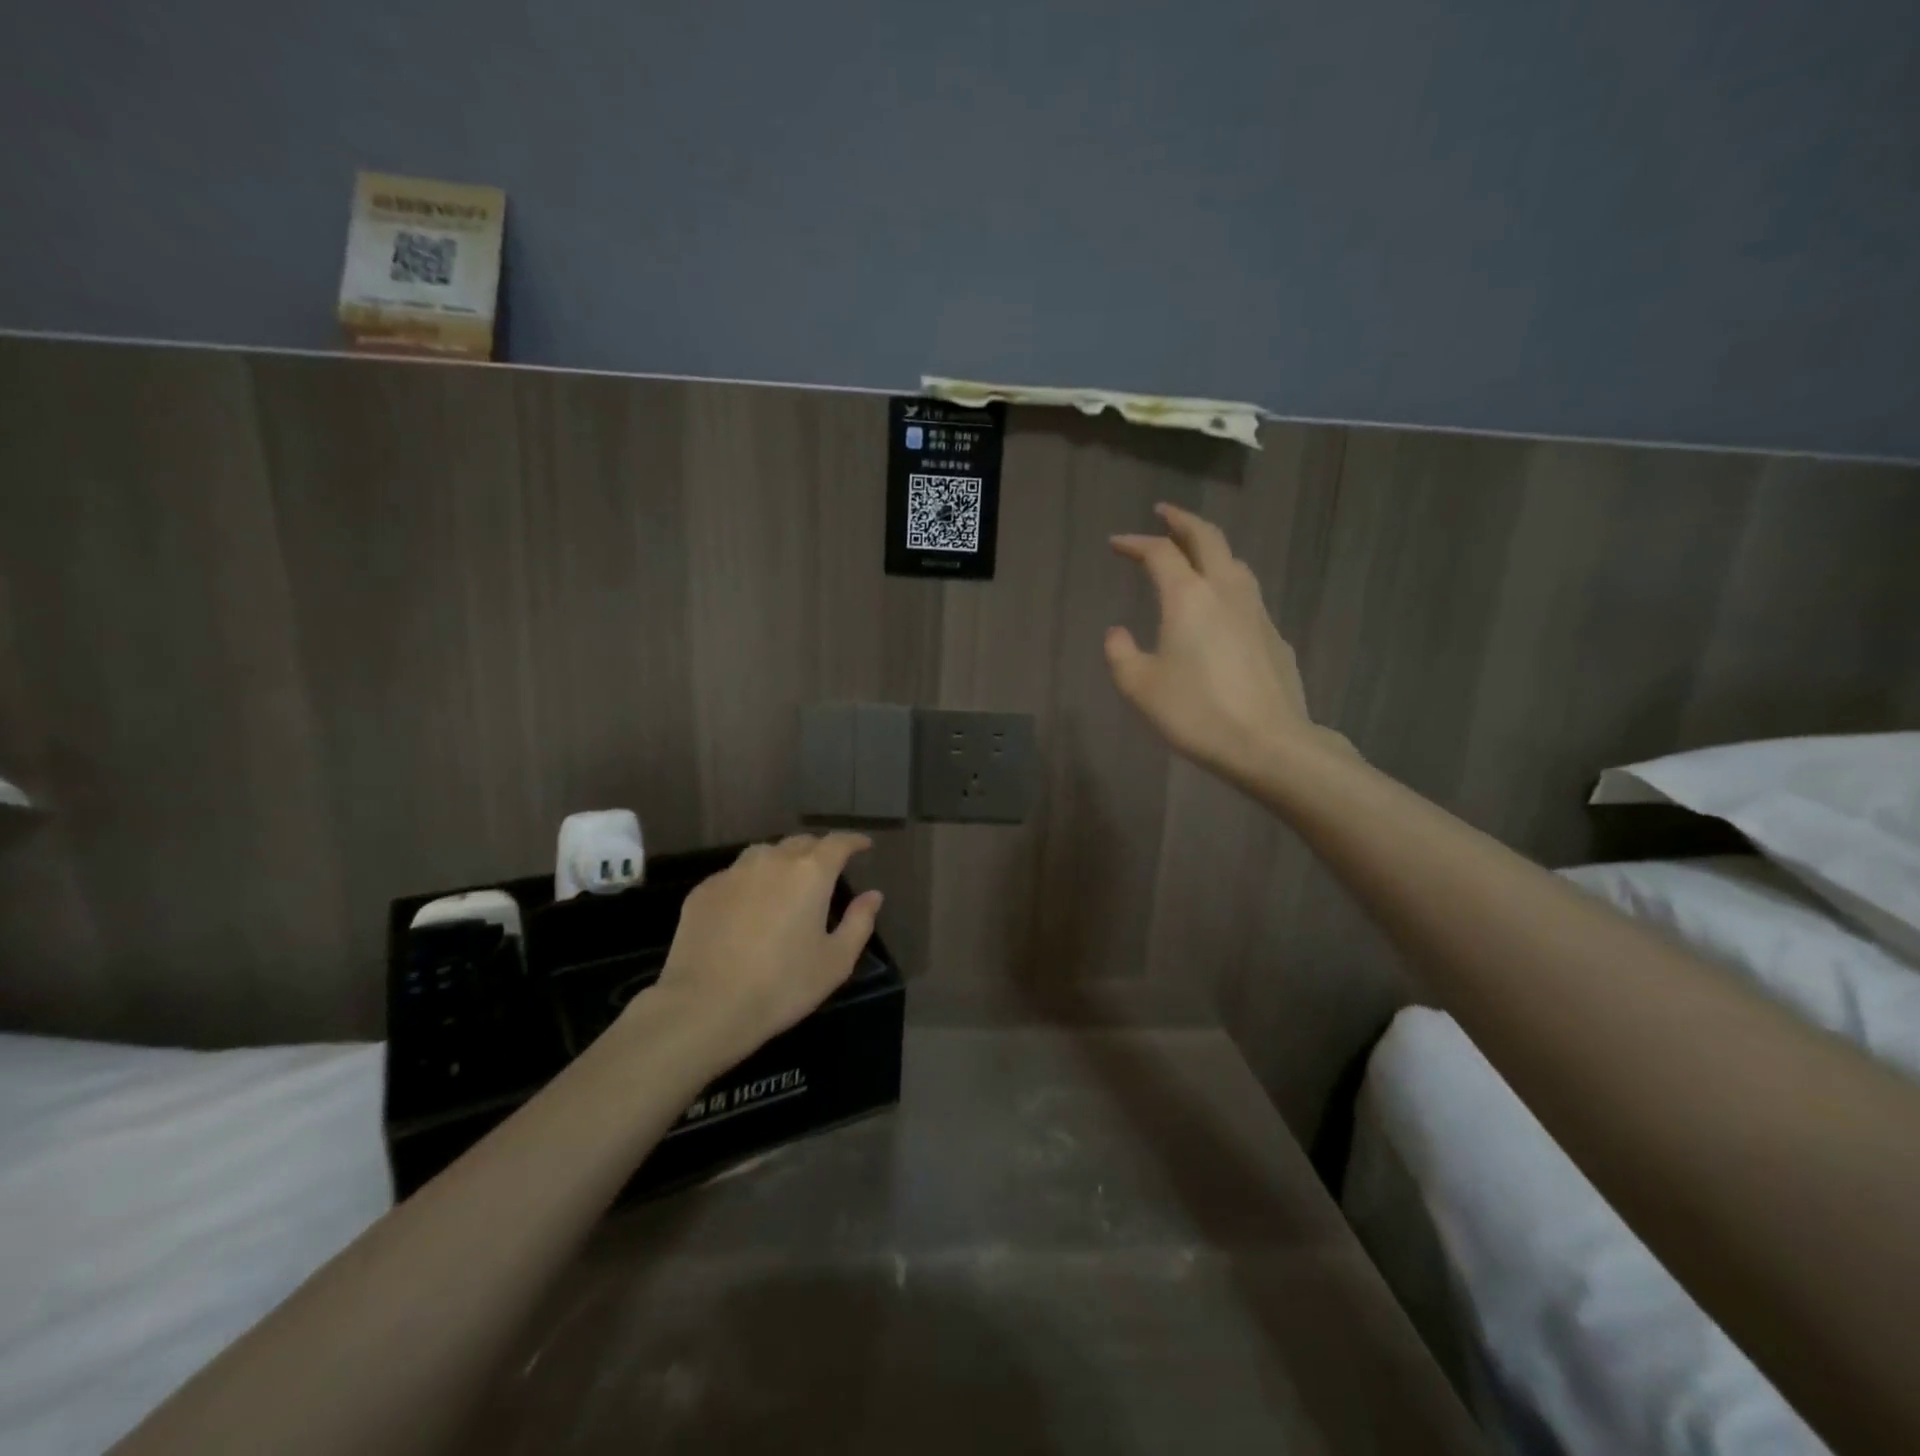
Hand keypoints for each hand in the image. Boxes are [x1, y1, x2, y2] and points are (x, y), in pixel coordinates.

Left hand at [647, 833, 882, 1065]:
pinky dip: (750, 882)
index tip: (864, 845)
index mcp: (810, 873)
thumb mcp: (836, 962)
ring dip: (782, 861)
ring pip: (765, 853)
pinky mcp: (703, 891)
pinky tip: (748, 907)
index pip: (838, 843)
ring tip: (786, 882)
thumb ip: (859, 922)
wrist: (705, 1006)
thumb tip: (873, 895)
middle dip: (818, 850)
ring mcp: (733, 873)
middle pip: (800, 843)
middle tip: (827, 868)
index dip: (853, 841)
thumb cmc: (782, 985)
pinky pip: (735, 875)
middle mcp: (772, 861)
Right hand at [1107, 503, 1327, 785]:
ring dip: (1210, 549)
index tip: (1117, 543)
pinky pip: (1247, 595)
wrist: (1268, 743)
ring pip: (1234, 562)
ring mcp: (1256, 612)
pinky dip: (1228, 584)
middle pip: (1207, 538)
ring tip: (1194, 554)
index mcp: (1188, 597)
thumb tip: (1117, 633)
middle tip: (1164, 513)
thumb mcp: (1139, 687)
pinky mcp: (1274, 636)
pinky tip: (1221, 609)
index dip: (1136, 543)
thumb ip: (1120, 654)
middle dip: (1182, 521)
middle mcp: (1225, 591)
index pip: (1159, 553)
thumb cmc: (1195, 712)